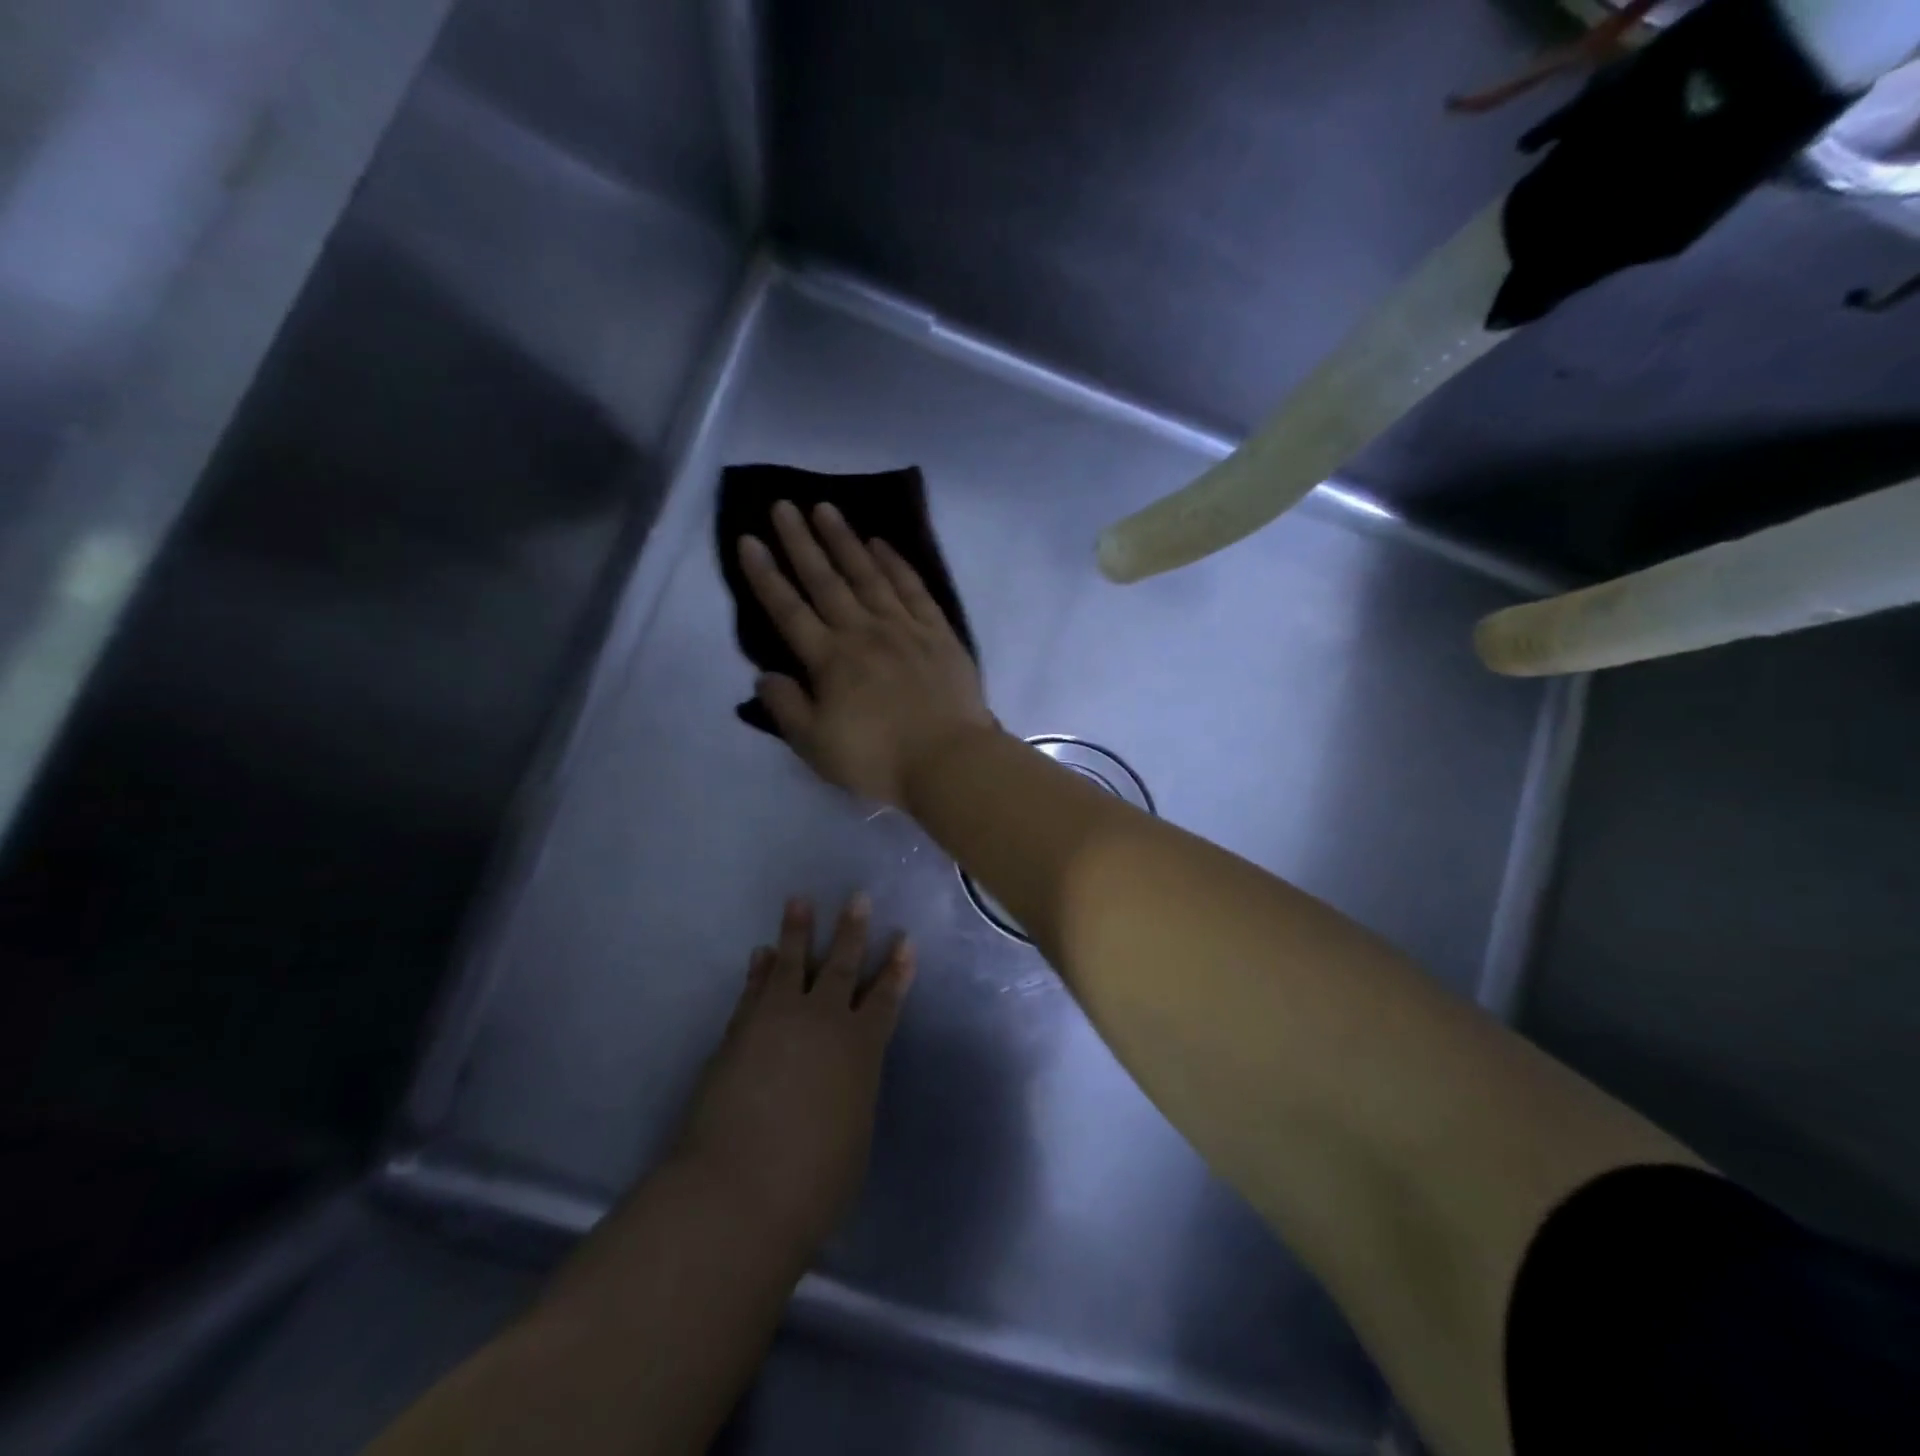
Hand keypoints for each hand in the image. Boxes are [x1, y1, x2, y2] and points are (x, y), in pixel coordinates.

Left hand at [673, 894, 913, 1249]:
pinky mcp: (739, 1031)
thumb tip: (840, 1079)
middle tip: (857, 897)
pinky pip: (754, 989)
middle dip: (852, 931)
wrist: (738, 1192)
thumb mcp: (854, 1135)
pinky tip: (761, 953)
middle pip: (840, 966)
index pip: (885, 999)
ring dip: (797, 931)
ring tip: (799, 901)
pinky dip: (759, 969)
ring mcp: (777, 1021)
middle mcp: (823, 1022)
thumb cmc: (814, 1181)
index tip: (904, 940)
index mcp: (861, 1049)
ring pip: (791, 963)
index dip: (896, 969)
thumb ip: (852, 1096)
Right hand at [737, 500, 998, 805]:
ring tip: (826, 508)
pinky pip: (912, 588)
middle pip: (826, 580)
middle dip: (801, 541)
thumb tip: (764, 674)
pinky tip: (881, 543)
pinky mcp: (937, 632)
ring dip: (844, 540)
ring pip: (868, 575)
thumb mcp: (816, 747)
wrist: (949, 762)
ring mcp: (903, 628)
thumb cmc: (879, 760)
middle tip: (783, 505)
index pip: (788, 610)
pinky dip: (895, 563)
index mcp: (830, 661)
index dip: (766, 575)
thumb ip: (787, 708)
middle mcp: (863, 632)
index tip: (749, 539)